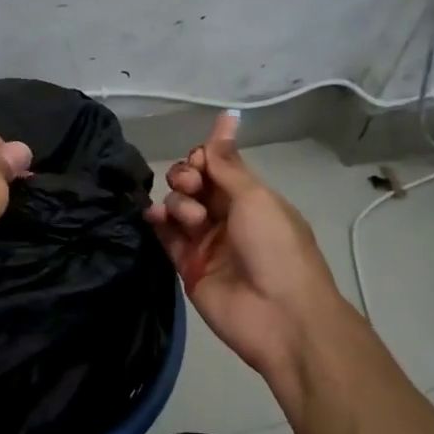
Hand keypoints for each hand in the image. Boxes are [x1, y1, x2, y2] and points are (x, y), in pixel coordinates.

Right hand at [146, 112, 347, 402]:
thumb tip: (226, 117)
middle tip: (193, 188)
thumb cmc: (276, 248)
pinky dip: (157, 221)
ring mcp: (205, 241)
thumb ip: (228, 163)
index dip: (203, 157)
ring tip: (190, 219)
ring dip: (177, 201)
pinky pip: (164, 236)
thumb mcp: (256, 198)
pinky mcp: (186, 265)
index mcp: (251, 197)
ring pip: (177, 206)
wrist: (279, 316)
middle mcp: (226, 215)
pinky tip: (154, 216)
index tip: (200, 161)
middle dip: (186, 177)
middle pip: (193, 183)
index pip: (217, 165)